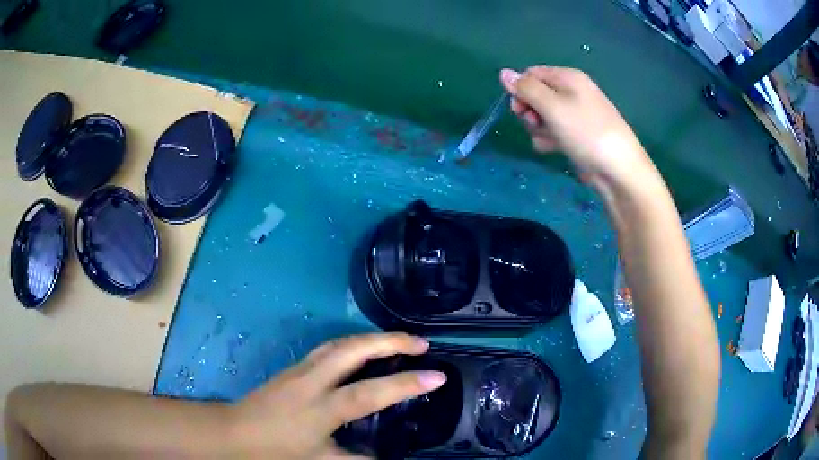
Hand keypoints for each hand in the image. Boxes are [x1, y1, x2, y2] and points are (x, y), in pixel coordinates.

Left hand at [229, 332, 445, 458]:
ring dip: (372, 338)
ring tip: (398, 341)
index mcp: (321, 408)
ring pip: (340, 343)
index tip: (438, 375)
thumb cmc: (275, 449)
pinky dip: (354, 344)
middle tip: (421, 343)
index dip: (405, 384)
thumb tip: (384, 459)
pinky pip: (329, 348)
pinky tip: (363, 350)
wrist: (234, 432)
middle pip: (353, 349)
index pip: (370, 393)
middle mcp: (312, 381)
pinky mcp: (293, 367)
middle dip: (390, 341)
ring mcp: (300, 369)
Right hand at [499, 66, 651, 186]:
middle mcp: (571, 92)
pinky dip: (548, 139)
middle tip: (534, 123)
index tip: (518, 109)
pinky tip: (551, 149)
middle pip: (536, 95)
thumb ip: (526, 89)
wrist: (617, 170)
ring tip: (547, 139)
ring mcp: (575, 115)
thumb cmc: (586, 132)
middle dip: (529, 111)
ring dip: (538, 128)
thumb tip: (503, 72)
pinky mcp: (576, 135)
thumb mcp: (553, 107)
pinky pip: (553, 131)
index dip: (521, 90)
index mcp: (568, 78)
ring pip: (542, 115)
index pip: (532, 74)